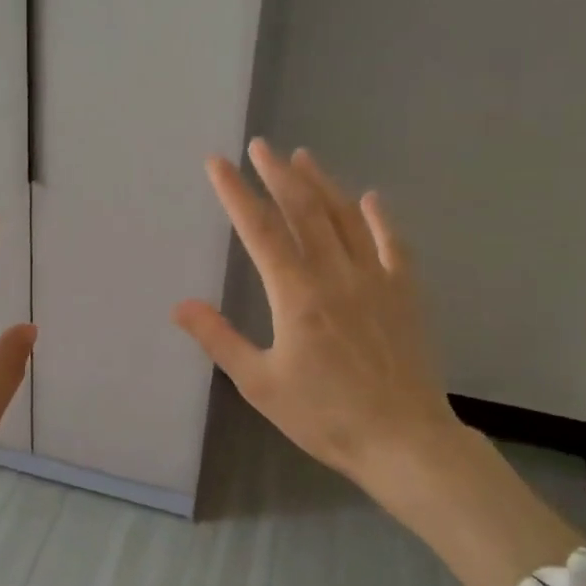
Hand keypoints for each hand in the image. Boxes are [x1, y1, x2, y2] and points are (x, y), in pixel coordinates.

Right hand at [173, 140, 463, 497]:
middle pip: (303, 211)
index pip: (259, 230)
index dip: (236, 193)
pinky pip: (393, 244)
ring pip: (345, 218)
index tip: (218, 163)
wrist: (403, 441)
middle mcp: (335, 274)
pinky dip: (380, 218)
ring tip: (302, 157)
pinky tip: (371, 198)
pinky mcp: (405, 294)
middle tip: (260, 145)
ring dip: (322, 184)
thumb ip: (219, 339)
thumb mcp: (260, 384)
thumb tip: (180, 305)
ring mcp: (375, 279)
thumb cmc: (325, 416)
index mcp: (296, 294)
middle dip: (277, 175)